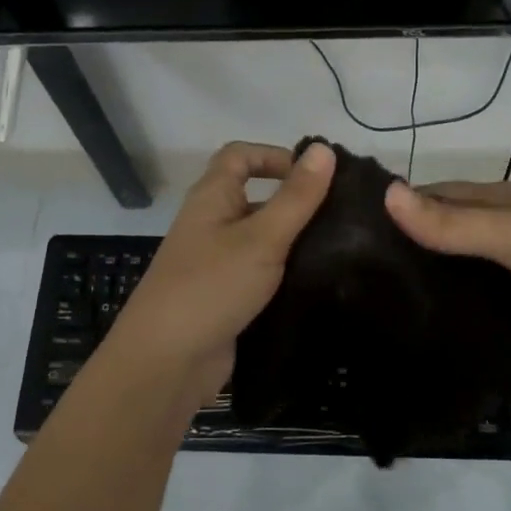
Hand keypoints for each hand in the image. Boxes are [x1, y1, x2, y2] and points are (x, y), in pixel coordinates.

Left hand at [102, 140, 335, 402]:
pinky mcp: (227, 298)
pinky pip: (261, 274)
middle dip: (295, 201)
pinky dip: (286, 273)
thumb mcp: (261, 238)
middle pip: (255, 198)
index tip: (315, 175)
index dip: (275, 155)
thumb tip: (324, 149)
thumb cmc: (211, 286)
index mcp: (212, 198)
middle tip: (342, 214)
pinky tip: (321, 282)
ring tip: (343, 248)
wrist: (167, 361)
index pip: (240, 156)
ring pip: (262, 239)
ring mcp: (218, 264)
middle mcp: (212, 224)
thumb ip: (296, 197)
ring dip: (295, 240)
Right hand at [384, 178, 510, 343]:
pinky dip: (473, 286)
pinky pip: (496, 278)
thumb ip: (453, 223)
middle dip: (417, 236)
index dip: (400, 205)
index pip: (436, 192)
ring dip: (444, 264)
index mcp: (501, 198)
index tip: (358, 232)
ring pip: (475, 251)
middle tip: (373, 273)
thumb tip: (386, 195)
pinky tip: (457, 311)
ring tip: (404, 295)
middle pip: (454, 220)